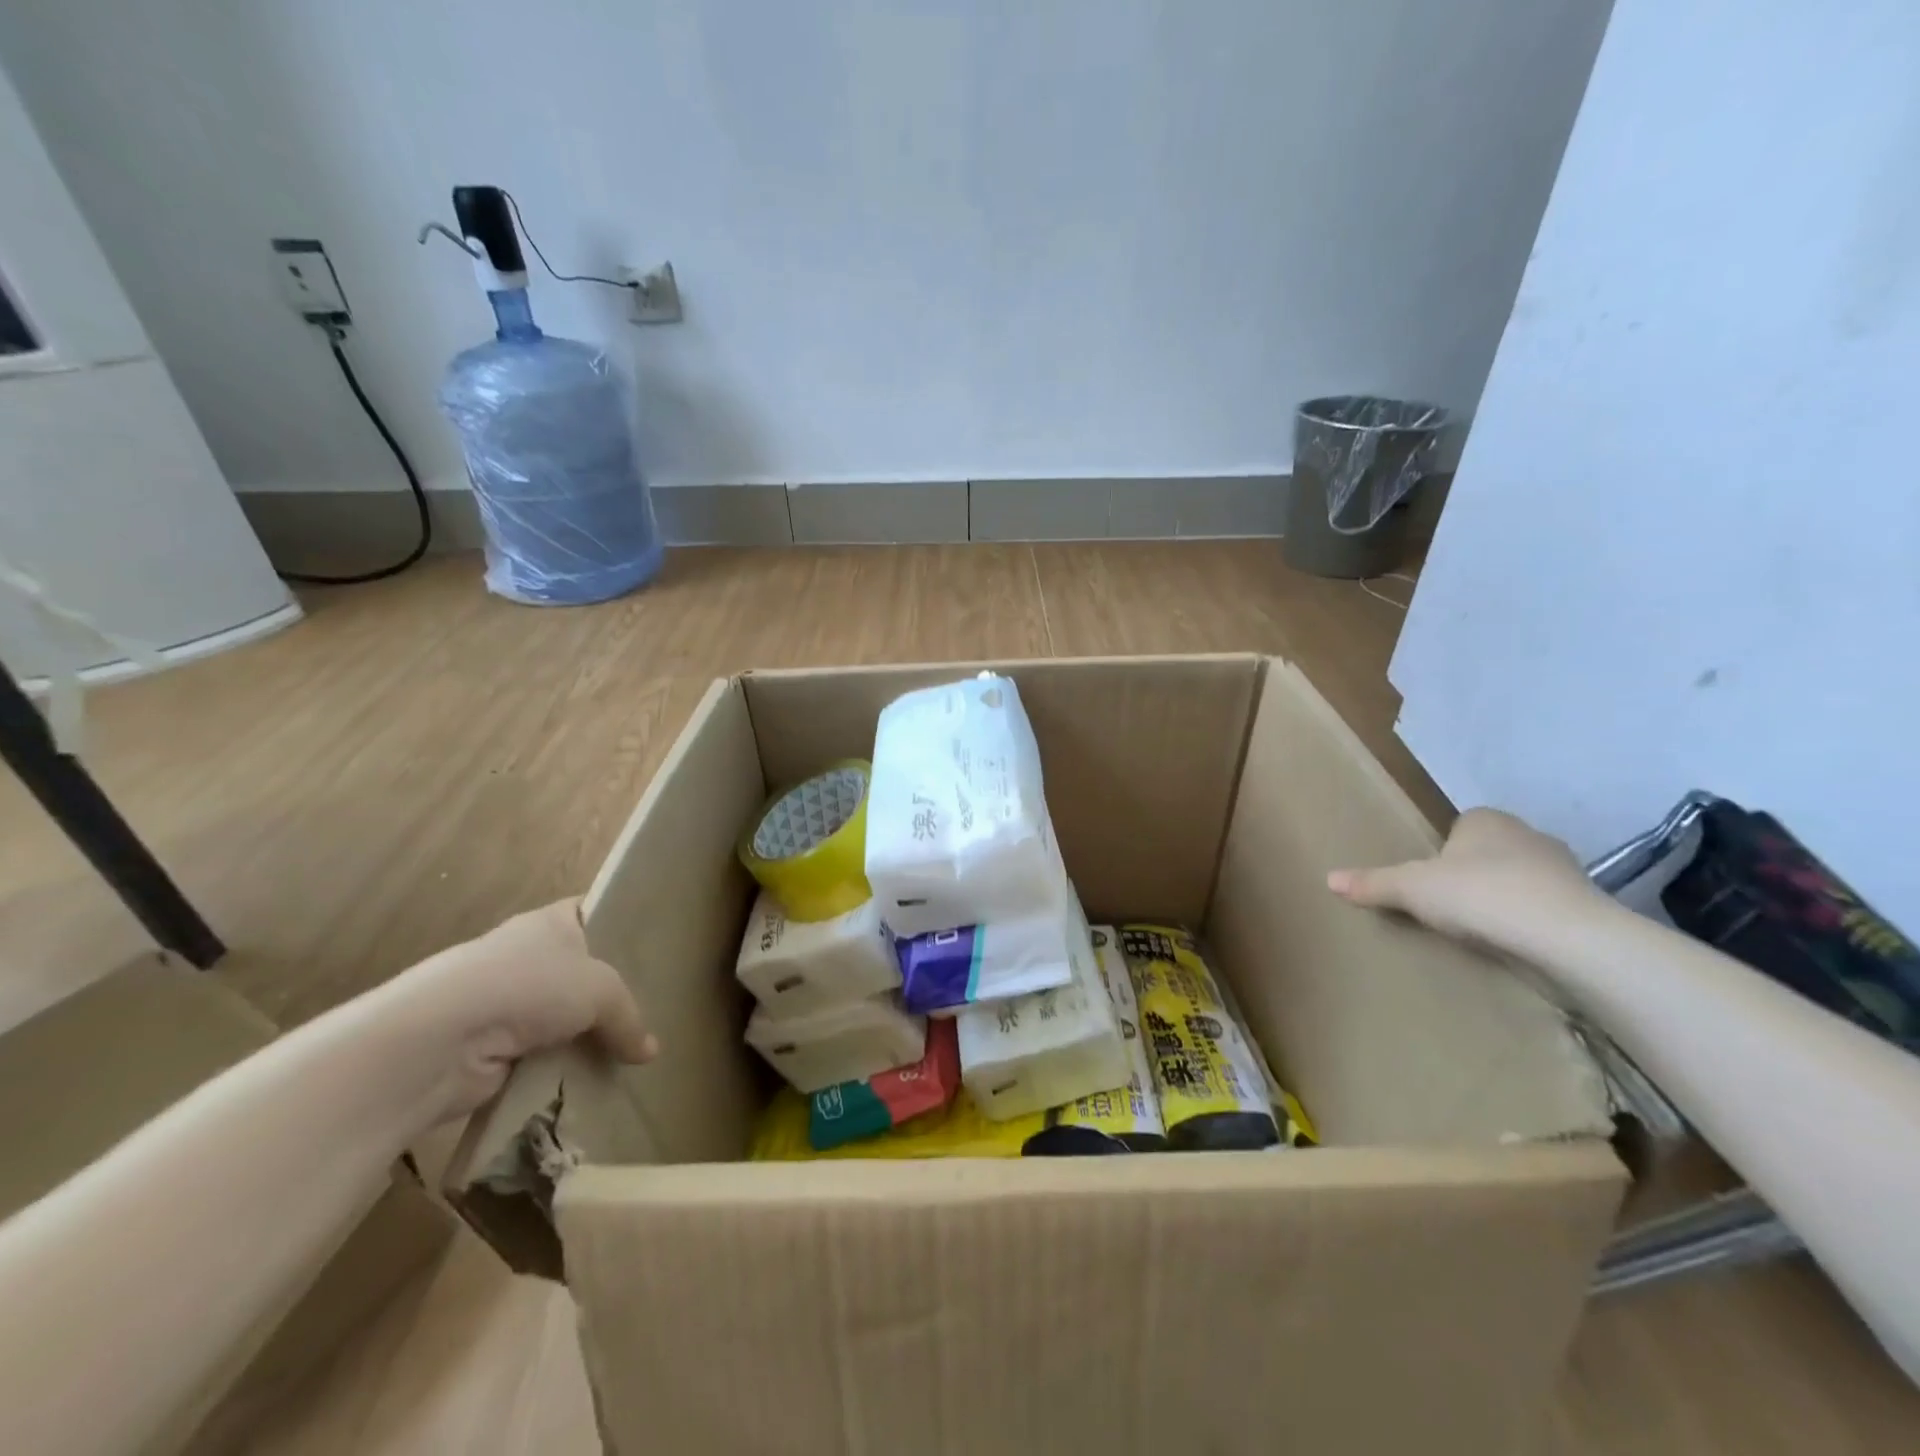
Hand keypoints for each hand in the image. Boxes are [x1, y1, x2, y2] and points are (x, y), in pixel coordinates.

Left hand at [381, 898, 657, 1123]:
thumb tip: (650, 1052)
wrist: (440, 1041)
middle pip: (582, 971)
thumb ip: (630, 1016)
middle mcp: (528, 956)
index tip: (656, 948)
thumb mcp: (602, 989)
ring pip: (564, 1018)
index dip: (622, 926)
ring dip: (587, 1038)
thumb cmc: (529, 986)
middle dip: (612, 994)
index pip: (593, 913)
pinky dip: (562, 1070)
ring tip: (633, 1053)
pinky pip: (543, 1057)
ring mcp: (507, 1003)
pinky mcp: (493, 1049)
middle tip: (657, 1010)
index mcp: (551, 922)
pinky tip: (595, 1081)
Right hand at [1327, 808, 1607, 952]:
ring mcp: (1564, 869)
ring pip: (1521, 879)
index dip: (1442, 851)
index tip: (1429, 880)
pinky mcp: (1586, 905)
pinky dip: (1531, 923)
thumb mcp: (1411, 889)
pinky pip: (1546, 908)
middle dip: (1473, 874)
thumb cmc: (1479, 895)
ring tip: (1481, 930)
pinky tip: (1515, 944)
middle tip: (1449, 906)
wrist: (1566, 937)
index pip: (1459, 826)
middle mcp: (1527, 834)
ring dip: (1505, 899)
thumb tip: (1329, 879)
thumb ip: (1372, 883)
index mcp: (1485, 820)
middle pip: (1490, 852)